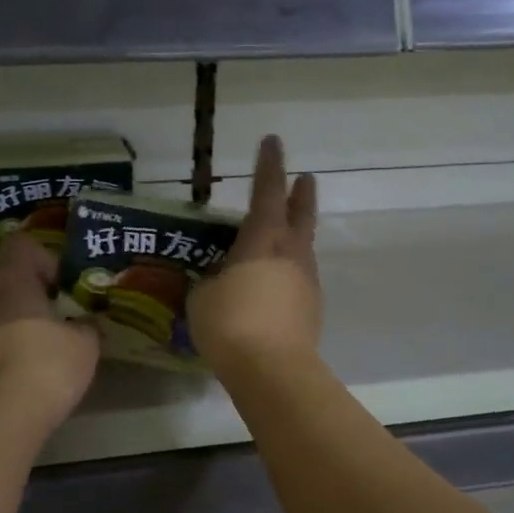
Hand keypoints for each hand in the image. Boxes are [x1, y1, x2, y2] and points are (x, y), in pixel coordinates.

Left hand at [0, 234, 99, 431]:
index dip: (44, 257)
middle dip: (32, 295)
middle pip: (8, 281)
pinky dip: (4, 350)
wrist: (3, 418)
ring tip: (42, 350)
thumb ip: (87, 326)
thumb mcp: (86, 344)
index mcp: (13, 283)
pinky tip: (24, 374)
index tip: (61, 285)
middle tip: (59, 319)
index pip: (21, 245)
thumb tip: (85, 324)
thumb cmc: (49, 366)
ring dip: (16, 323)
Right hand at [190, 135, 321, 374]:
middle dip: (300, 194)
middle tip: (305, 178)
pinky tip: (276, 280)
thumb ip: (210, 280)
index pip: (266, 191)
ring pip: (303, 246)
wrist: (273, 371)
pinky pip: (299, 276)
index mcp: (262, 240)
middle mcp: (290, 253)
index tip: (273, 141)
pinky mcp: (311, 309)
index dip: (269, 165)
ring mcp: (305, 281)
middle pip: (300, 214)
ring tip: (285, 232)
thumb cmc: (230, 324)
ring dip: (297, 232)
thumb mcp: (202, 297)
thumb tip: (217, 279)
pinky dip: (290, 268)